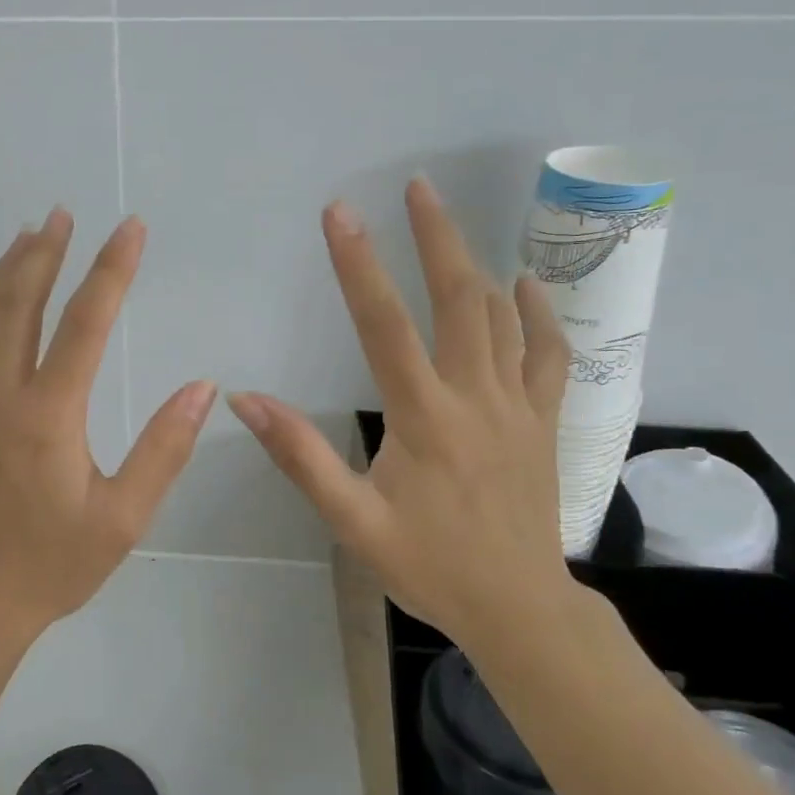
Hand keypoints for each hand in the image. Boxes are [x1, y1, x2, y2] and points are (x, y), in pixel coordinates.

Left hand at [0, 208, 216, 646]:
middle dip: (47, 254)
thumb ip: (164, 449)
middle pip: (21, 305)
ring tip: (27, 234)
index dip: (112, 270)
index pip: (86, 324)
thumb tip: (203, 387)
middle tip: (64, 214)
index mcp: (49, 416)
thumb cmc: (54, 565)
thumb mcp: (124, 518)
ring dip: (3, 272)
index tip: (130, 229)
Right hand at [227, 178, 574, 643]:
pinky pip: (548, 354)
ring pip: (502, 316)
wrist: (518, 607)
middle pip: (460, 299)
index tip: (339, 213)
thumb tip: (245, 401)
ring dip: (476, 262)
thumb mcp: (352, 521)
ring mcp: (518, 405)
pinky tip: (525, 283)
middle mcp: (475, 397)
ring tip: (449, 220)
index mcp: (424, 418)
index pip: (384, 325)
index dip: (359, 264)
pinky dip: (538, 314)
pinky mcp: (543, 420)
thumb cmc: (428, 565)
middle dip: (435, 236)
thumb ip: (300, 456)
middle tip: (416, 186)